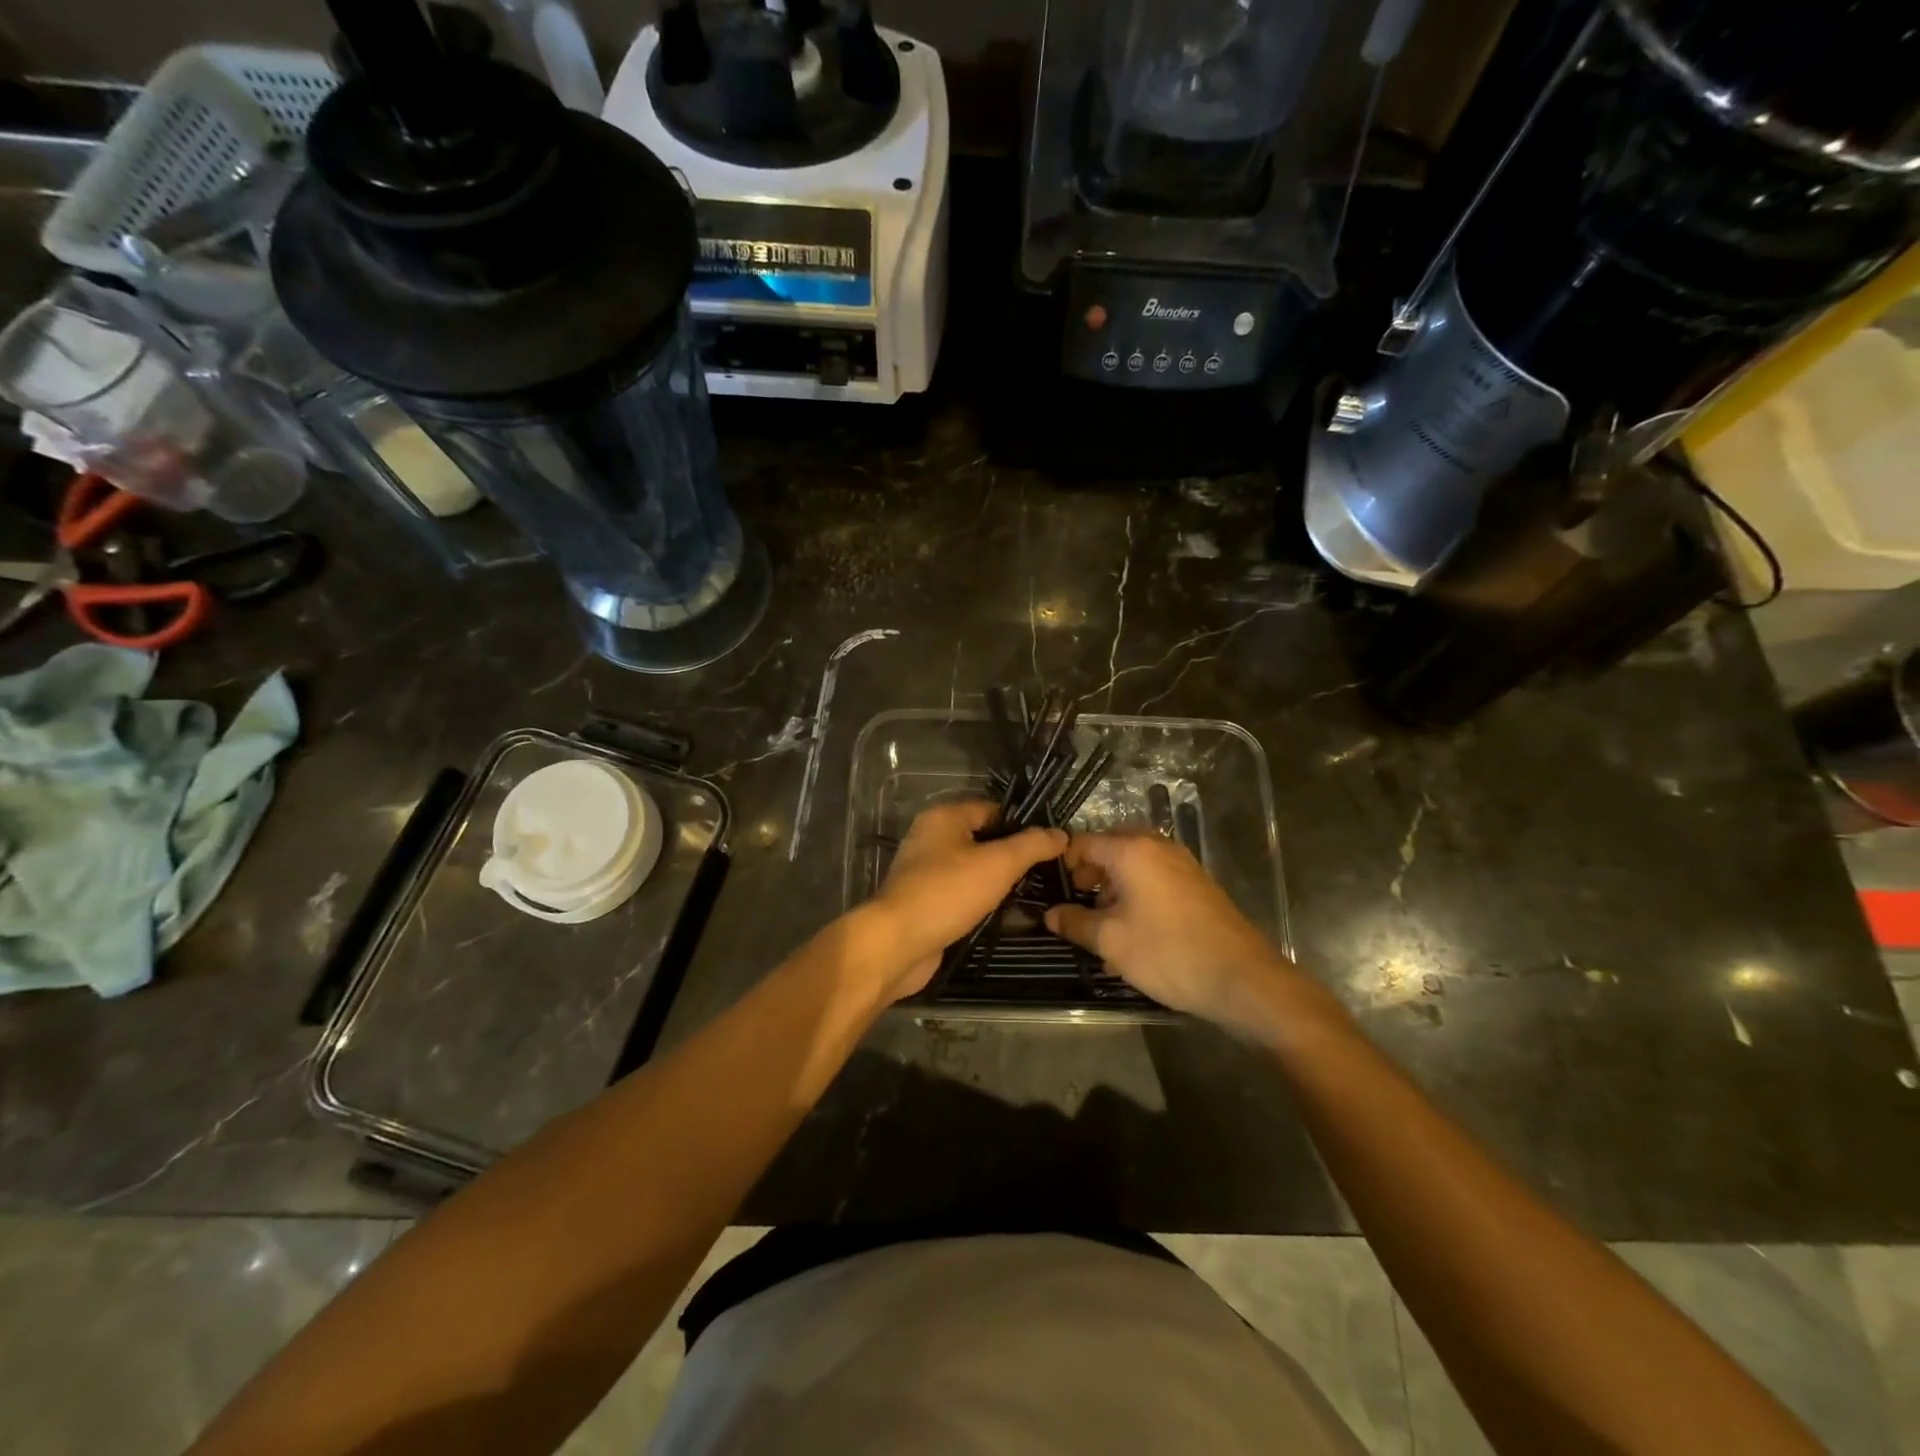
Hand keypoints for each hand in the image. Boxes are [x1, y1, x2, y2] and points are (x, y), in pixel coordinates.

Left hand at [865, 800, 1067, 1001]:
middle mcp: (931, 838)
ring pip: (973, 868)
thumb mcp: (998, 864)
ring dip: (998, 882)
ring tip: (1032, 895)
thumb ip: (1031, 846)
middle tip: (1047, 873)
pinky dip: (981, 901)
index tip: (1051, 847)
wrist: (897, 943)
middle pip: (983, 839)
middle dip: (1013, 856)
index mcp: (945, 817)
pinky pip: (961, 893)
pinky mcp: (925, 901)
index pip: (993, 810)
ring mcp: (925, 871)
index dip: (1023, 825)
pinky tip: (1004, 915)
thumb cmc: (947, 893)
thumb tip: (1060, 834)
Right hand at [1045, 832, 1291, 1031]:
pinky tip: (1133, 934)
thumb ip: (1075, 923)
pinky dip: (1137, 896)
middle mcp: (1157, 846)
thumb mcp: (1111, 941)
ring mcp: (1181, 864)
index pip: (1083, 843)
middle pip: (1110, 851)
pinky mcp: (1196, 884)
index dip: (1062, 865)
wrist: (1242, 978)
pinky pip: (1154, 879)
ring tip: (1102, 929)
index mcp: (1132, 850)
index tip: (1051, 892)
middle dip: (1089, 877)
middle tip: (1076, 909)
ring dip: (1113, 890)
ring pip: (1133, 867)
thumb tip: (1050, 915)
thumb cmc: (1167, 953)